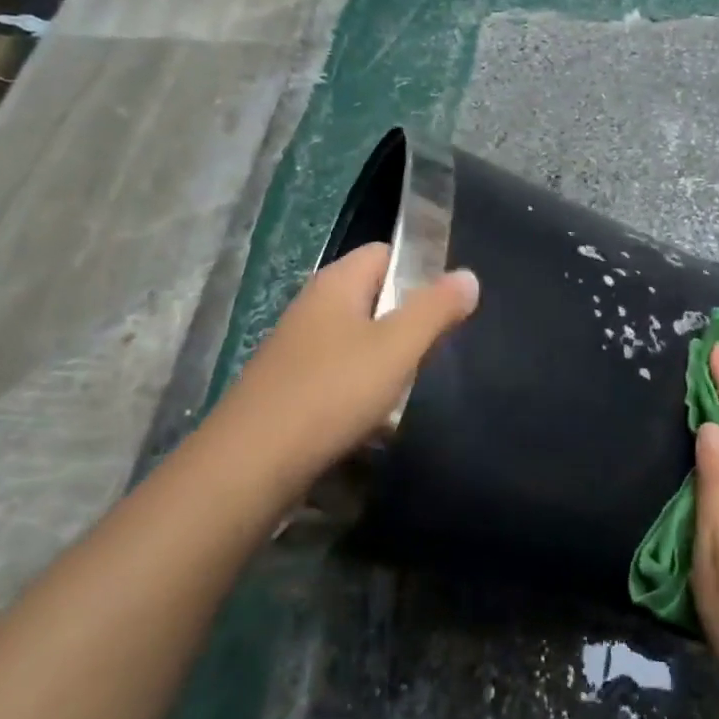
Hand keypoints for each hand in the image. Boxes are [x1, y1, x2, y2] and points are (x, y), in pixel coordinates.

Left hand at [212, 242, 478, 494]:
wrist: (250, 465)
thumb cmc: (332, 392)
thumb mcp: (397, 347)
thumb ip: (435, 309)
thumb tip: (468, 275)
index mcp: (336, 283)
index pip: (385, 253)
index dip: (420, 269)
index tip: (449, 302)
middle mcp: (312, 306)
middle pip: (373, 296)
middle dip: (407, 318)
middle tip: (438, 346)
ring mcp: (296, 347)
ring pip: (357, 338)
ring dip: (386, 357)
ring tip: (412, 383)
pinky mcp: (289, 386)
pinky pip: (338, 372)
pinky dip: (361, 385)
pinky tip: (375, 414)